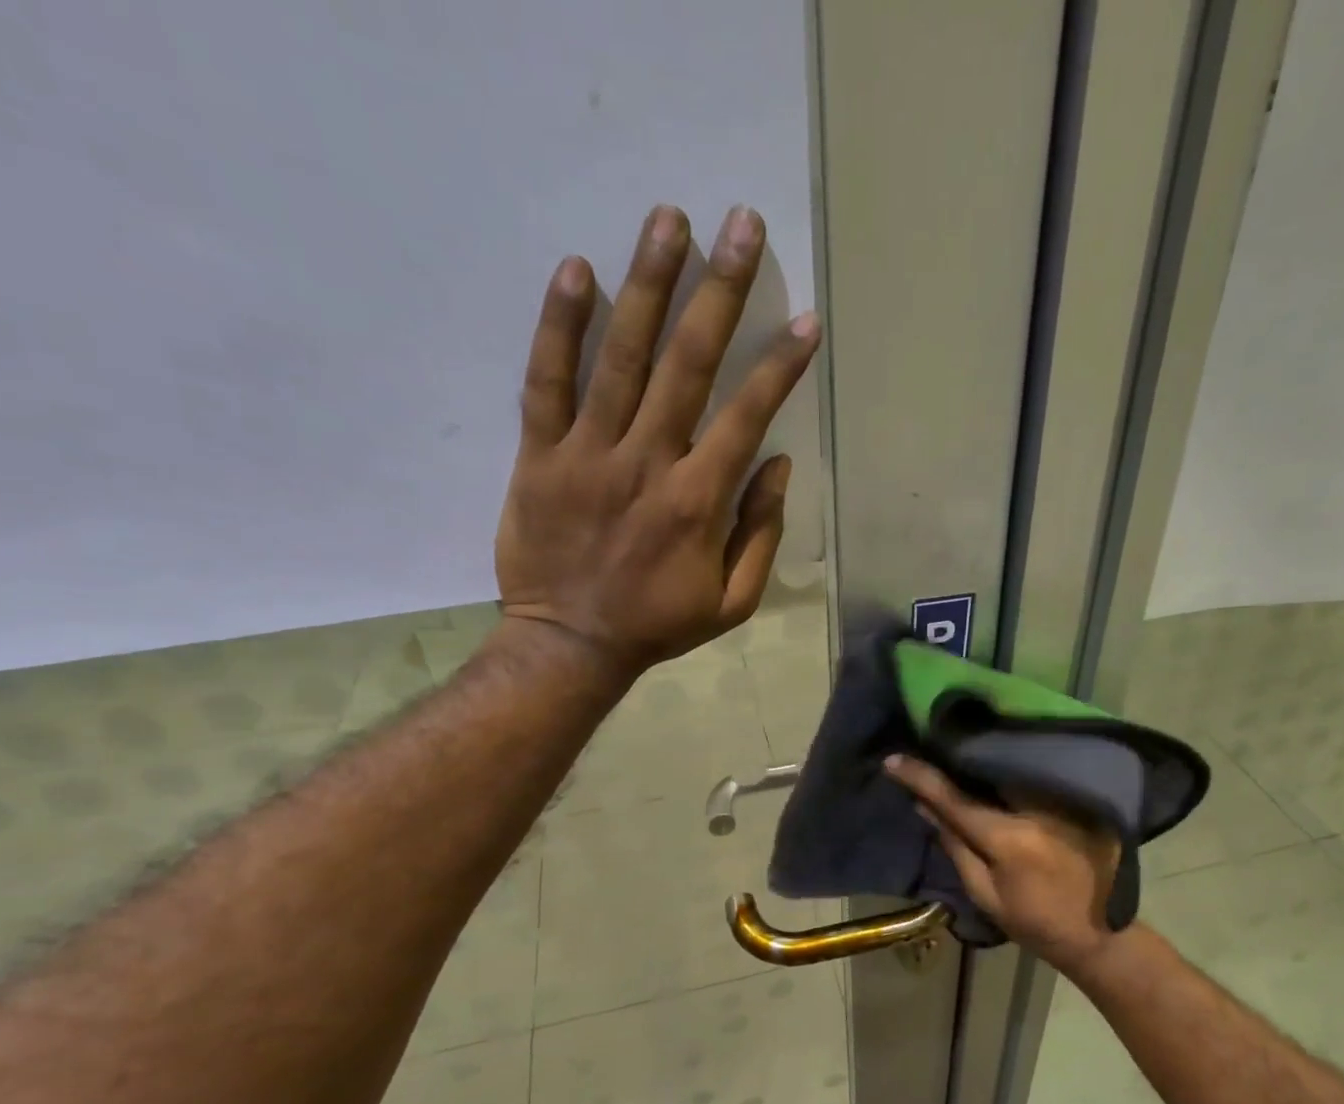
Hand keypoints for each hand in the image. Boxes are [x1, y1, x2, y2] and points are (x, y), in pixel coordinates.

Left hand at [495, 203, 821, 676]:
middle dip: (720, 291)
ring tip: (668, 219)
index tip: (804, 321)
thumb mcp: (732, 601)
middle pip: (687, 364)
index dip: (779, 365)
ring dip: (648, 285)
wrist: (570, 644)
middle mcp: (647, 463)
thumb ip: (759, 534)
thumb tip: (776, 466)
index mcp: (698, 501)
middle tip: (740, 224)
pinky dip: (559, 326)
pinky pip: (546, 382)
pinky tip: (578, 270)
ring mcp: (588, 454)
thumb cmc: (658, 624)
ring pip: (620, 358)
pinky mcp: (539, 455)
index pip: (747, 416)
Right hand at [884, 754, 1124, 973]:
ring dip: (985, 758)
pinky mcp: (1084, 799)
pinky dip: (1014, 769)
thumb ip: (956, 846)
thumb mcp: (986, 895)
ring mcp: (1065, 800)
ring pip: (1013, 767)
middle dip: (956, 757)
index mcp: (1009, 838)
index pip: (955, 799)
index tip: (893, 760)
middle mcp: (1038, 808)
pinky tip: (999, 765)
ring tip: (961, 748)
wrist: (1102, 935)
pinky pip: (1038, 775)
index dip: (921, 777)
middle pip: (987, 770)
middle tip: (930, 744)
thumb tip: (925, 806)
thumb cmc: (1036, 923)